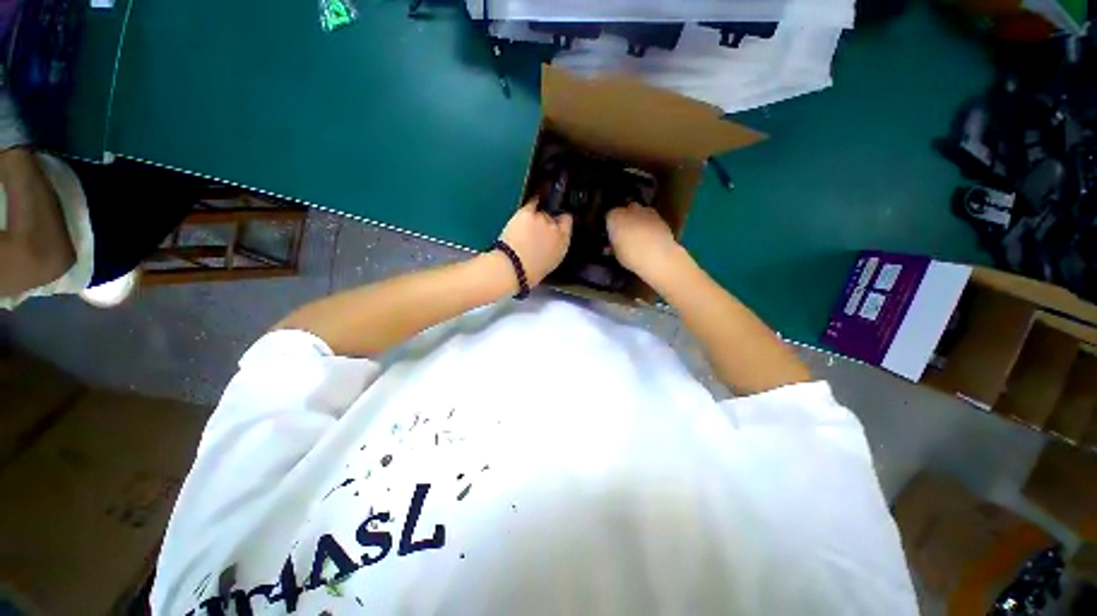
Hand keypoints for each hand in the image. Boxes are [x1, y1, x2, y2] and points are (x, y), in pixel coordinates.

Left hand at [498, 198, 572, 285]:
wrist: (513, 267)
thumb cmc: (530, 272)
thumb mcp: (550, 263)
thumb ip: (554, 248)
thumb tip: (551, 242)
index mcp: (563, 244)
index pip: (567, 224)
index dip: (561, 224)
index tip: (555, 226)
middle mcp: (556, 229)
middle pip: (553, 218)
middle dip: (547, 222)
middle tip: (536, 231)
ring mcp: (541, 219)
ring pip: (541, 212)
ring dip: (536, 218)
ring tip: (526, 227)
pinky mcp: (527, 212)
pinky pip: (532, 203)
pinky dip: (532, 203)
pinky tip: (528, 206)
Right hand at [606, 203, 679, 277]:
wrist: (659, 257)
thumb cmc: (631, 256)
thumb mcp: (616, 253)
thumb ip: (614, 244)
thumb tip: (613, 243)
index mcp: (615, 217)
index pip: (608, 216)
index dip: (609, 225)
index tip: (611, 234)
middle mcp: (630, 210)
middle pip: (624, 210)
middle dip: (624, 218)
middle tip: (624, 233)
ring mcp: (646, 211)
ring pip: (639, 211)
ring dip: (637, 219)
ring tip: (638, 234)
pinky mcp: (660, 217)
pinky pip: (650, 218)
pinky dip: (649, 224)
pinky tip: (649, 236)